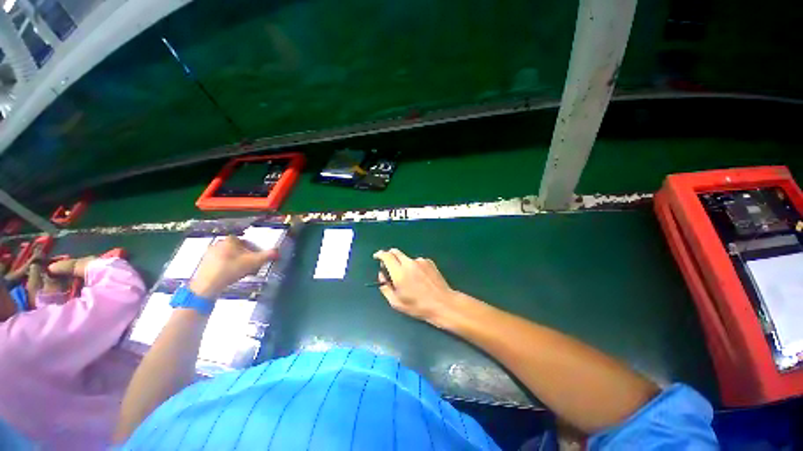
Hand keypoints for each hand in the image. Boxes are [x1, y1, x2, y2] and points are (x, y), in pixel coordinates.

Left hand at [189, 236, 278, 298]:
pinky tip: (230, 274)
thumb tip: (277, 251)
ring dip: (235, 260)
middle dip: (244, 254)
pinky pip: (219, 261)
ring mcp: (209, 253)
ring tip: (241, 270)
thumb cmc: (231, 269)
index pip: (244, 240)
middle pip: (236, 247)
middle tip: (250, 264)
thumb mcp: (254, 262)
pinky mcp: (204, 263)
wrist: (208, 285)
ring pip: (228, 255)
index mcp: (230, 240)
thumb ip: (267, 255)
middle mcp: (218, 243)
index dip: (251, 248)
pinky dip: (226, 266)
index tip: (255, 256)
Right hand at [373, 249, 460, 327]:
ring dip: (403, 263)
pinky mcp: (429, 261)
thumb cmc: (418, 306)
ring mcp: (420, 261)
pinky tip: (420, 278)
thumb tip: (382, 275)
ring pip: (406, 258)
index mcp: (399, 273)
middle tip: (389, 266)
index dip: (380, 254)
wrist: (442, 303)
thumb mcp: (396, 302)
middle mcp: (409, 263)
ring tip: (409, 278)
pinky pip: (417, 261)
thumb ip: (385, 287)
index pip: (386, 256)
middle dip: (390, 256)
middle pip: (396, 252)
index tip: (377, 257)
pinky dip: (414, 266)